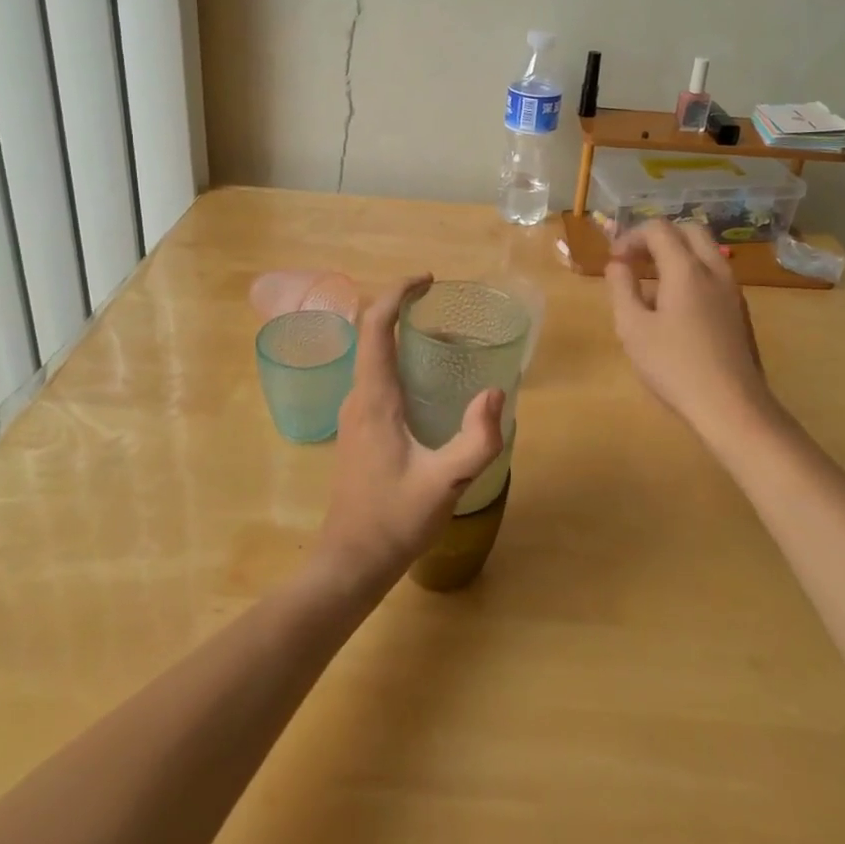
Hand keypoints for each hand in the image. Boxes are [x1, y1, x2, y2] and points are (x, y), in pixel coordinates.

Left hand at [314, 276, 505, 593]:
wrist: (350, 562)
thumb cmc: (394, 520)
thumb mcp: (445, 483)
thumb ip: (475, 440)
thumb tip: (494, 392)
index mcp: (374, 397)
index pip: (376, 324)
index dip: (399, 292)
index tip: (429, 281)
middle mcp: (357, 396)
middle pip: (372, 332)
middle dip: (404, 308)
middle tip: (445, 308)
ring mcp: (353, 413)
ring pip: (373, 355)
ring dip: (402, 335)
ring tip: (446, 341)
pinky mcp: (358, 429)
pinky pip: (376, 375)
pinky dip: (400, 359)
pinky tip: (429, 382)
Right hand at [605, 221, 773, 437]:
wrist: (732, 407)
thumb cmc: (675, 366)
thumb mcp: (632, 328)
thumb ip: (621, 288)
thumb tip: (617, 264)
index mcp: (686, 269)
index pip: (658, 228)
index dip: (631, 236)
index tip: (614, 260)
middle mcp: (714, 270)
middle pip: (688, 230)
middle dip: (657, 237)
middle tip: (635, 261)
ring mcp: (732, 290)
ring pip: (705, 252)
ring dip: (676, 255)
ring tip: (650, 285)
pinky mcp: (740, 311)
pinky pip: (714, 275)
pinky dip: (691, 274)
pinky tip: (674, 310)